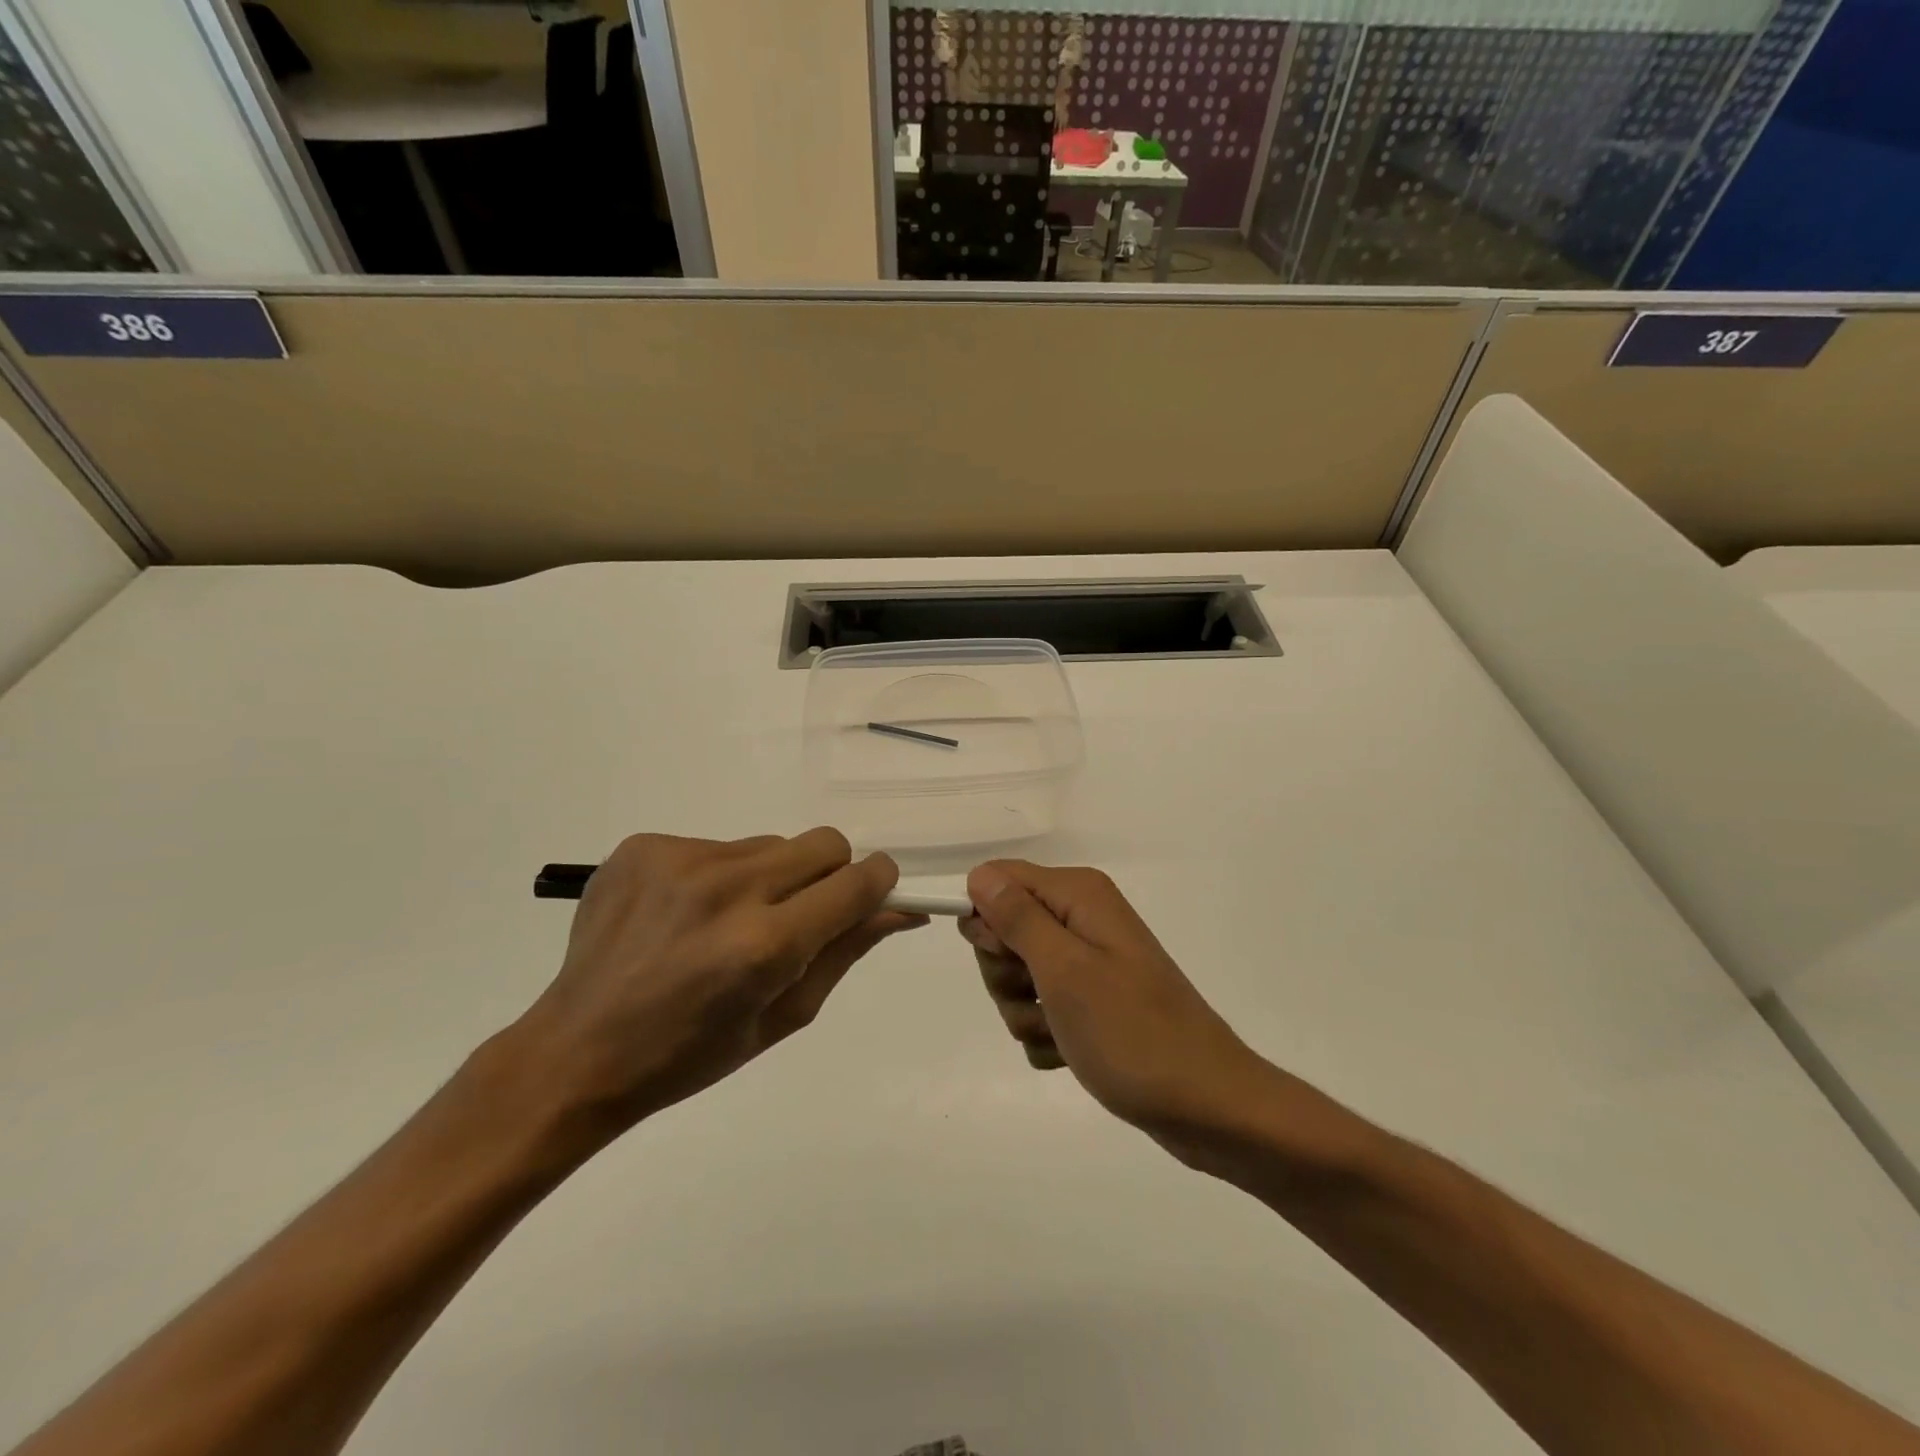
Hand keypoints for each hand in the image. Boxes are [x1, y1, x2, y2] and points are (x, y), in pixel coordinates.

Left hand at [513, 830, 922, 1130]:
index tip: (872, 894)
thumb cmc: (689, 1055)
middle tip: (798, 916)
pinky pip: (716, 845)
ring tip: (728, 923)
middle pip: (823, 843)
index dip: (877, 883)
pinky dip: (718, 876)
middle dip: (829, 875)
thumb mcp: (783, 1017)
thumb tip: (901, 908)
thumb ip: (846, 952)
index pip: (857, 881)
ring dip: (770, 877)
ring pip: (769, 844)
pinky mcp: (644, 846)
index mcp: (766, 944)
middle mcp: (728, 888)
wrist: (576, 1052)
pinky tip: (684, 916)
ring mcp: (681, 860)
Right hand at [960, 861, 1273, 1152]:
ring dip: (1025, 1012)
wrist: (1207, 1105)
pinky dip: (1047, 1036)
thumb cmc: (1132, 1033)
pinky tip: (1072, 1054)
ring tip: (1062, 1034)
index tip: (1003, 958)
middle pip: (1004, 931)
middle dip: (1007, 974)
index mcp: (1079, 896)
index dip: (986, 920)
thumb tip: (979, 874)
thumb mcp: (1064, 971)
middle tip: (1038, 999)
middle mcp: (1082, 918)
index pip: (1000, 880)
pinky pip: (1041, 1011)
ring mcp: (1089, 963)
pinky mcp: (1093, 1003)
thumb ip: (1017, 918)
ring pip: (1018, 977)